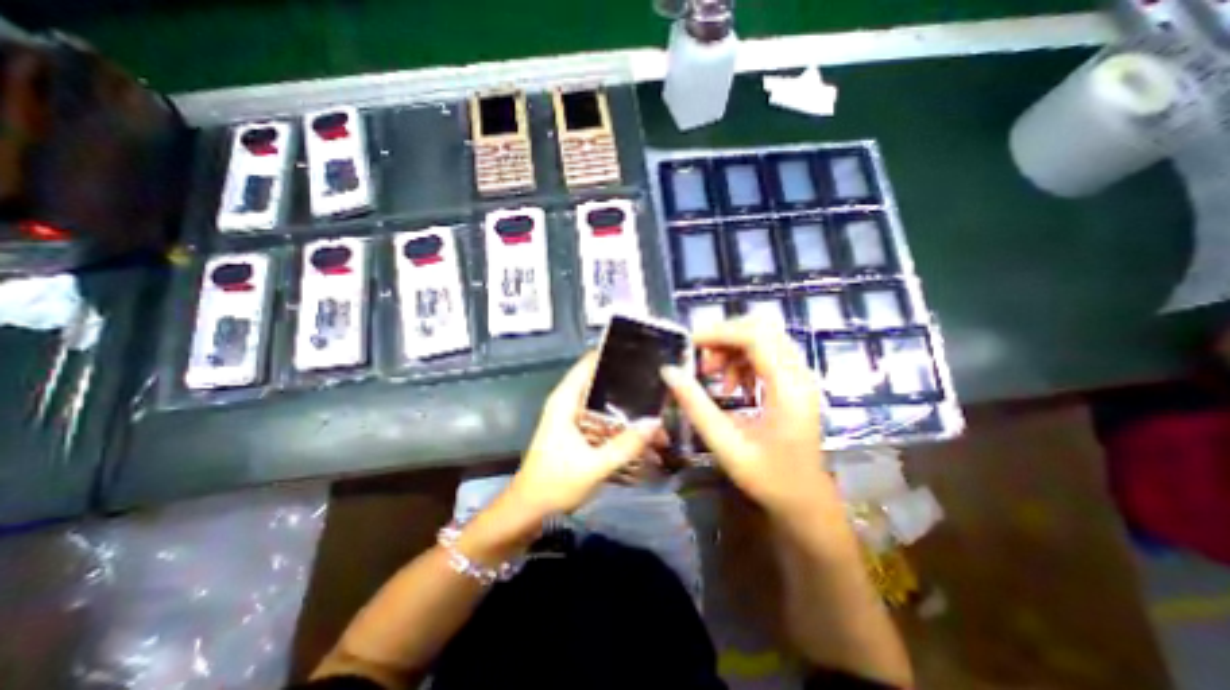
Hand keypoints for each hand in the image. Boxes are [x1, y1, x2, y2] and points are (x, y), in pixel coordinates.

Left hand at [507, 353, 656, 513]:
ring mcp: (573, 418)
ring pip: (604, 403)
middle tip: (658, 383)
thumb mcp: (594, 465)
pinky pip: (603, 420)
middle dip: (628, 384)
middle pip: (601, 382)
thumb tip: (655, 422)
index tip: (641, 353)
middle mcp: (569, 403)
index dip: (613, 355)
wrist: (529, 510)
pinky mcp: (578, 433)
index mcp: (566, 400)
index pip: (589, 363)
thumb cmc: (555, 483)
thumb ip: (625, 445)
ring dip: (626, 408)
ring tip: (656, 409)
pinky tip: (640, 432)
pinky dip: (620, 424)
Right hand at [659, 318, 829, 515]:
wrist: (805, 499)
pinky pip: (765, 353)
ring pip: (763, 337)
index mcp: (787, 388)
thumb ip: (695, 404)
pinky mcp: (794, 381)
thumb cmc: (767, 478)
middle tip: (701, 362)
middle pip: (761, 328)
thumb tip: (669, 371)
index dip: (719, 333)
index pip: (755, 336)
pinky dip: (741, 359)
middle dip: (724, 337)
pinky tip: (730, 385)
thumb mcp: (724, 443)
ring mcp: (799, 376)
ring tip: (712, 376)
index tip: (689, 346)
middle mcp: (798, 374)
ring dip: (732, 348)